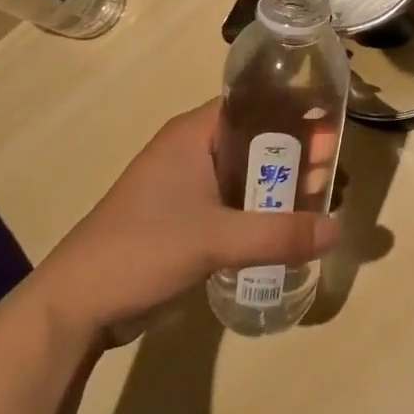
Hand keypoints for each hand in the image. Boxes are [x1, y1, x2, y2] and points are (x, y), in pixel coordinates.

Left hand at [25, 99, 340, 348]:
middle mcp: (190, 150)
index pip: (254, 106)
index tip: (331, 134)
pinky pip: (233, 203)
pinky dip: (260, 211)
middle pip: (255, 142)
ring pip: (246, 175)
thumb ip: (279, 234)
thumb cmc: (142, 250)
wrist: (75, 307)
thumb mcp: (215, 240)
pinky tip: (287, 229)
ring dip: (278, 188)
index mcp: (193, 134)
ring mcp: (185, 186)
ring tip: (319, 203)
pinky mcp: (183, 218)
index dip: (294, 116)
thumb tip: (337, 230)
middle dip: (294, 157)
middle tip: (332, 175)